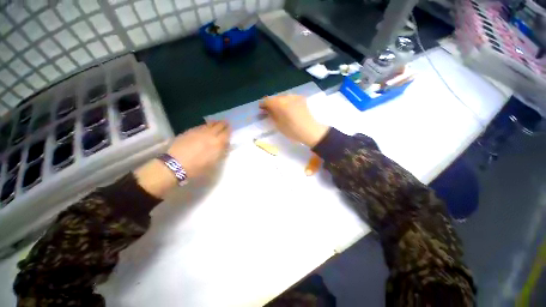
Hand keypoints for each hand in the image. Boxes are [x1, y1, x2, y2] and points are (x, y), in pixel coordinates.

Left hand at [135, 121, 230, 198]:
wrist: (176, 165)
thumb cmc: (198, 167)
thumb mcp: (214, 163)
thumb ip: (221, 152)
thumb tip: (226, 145)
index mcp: (218, 142)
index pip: (226, 133)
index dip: (229, 130)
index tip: (230, 128)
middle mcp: (210, 134)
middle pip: (219, 126)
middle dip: (223, 124)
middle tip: (226, 123)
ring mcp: (199, 131)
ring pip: (210, 124)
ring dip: (215, 123)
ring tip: (217, 122)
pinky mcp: (190, 131)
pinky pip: (201, 126)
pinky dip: (206, 125)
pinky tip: (206, 126)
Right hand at [260, 95, 328, 146]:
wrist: (310, 130)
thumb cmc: (292, 130)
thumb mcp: (278, 124)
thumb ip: (271, 115)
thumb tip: (266, 110)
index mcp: (279, 103)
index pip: (267, 100)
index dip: (263, 104)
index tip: (261, 109)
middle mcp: (286, 96)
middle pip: (275, 98)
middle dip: (271, 103)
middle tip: (269, 110)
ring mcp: (295, 96)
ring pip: (283, 97)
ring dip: (279, 102)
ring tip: (279, 110)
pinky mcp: (301, 98)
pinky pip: (290, 98)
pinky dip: (286, 102)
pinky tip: (288, 108)